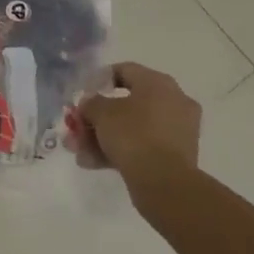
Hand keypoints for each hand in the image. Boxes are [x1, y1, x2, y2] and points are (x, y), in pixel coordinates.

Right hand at [76, 62, 200, 200]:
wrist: (164, 183)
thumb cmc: (133, 135)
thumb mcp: (102, 113)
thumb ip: (91, 103)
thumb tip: (90, 104)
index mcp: (159, 83)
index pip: (125, 70)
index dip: (99, 80)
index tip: (82, 95)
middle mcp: (173, 101)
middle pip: (126, 103)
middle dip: (97, 118)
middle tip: (77, 128)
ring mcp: (177, 130)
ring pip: (132, 128)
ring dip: (103, 137)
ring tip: (79, 152)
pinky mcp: (175, 156)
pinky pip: (142, 146)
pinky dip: (118, 152)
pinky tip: (92, 163)